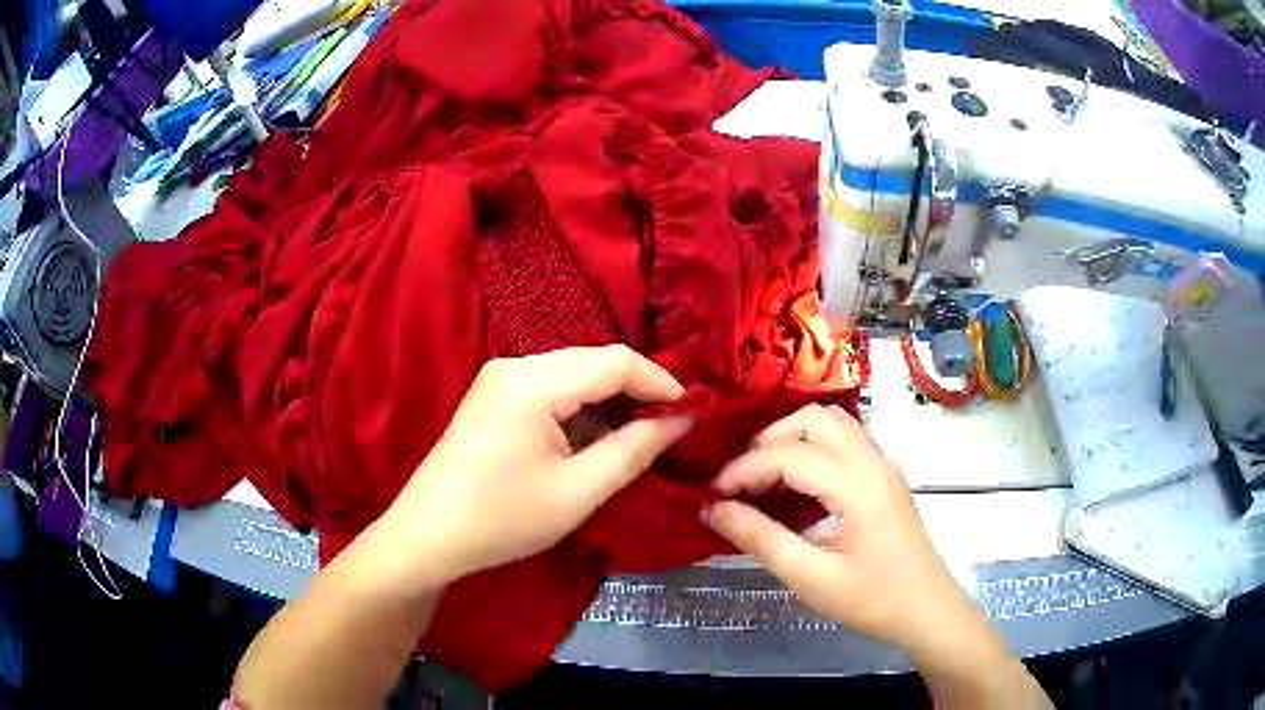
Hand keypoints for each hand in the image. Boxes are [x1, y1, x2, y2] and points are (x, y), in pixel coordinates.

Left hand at [379, 345, 691, 585]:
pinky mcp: (493, 398)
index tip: (691, 412)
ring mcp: (499, 380)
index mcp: (532, 382)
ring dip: (606, 405)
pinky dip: (578, 412)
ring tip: (634, 441)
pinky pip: (550, 391)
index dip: (659, 382)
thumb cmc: (503, 519)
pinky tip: (590, 444)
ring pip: (572, 377)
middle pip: (592, 363)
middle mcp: (514, 365)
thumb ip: (635, 449)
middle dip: (634, 392)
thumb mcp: (578, 491)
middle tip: (668, 428)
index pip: (613, 361)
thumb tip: (681, 419)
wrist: (427, 537)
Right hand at [701, 404, 978, 657]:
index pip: (789, 455)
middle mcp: (872, 460)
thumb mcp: (810, 577)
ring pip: (832, 423)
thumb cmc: (872, 599)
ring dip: (793, 438)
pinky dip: (813, 447)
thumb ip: (760, 539)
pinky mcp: (886, 475)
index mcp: (857, 485)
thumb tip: (714, 510)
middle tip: (740, 479)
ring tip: (763, 476)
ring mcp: (883, 464)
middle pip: (813, 419)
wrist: (927, 610)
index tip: (713, 494)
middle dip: (768, 441)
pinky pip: (845, 440)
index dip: (744, 470)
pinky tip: (796, 483)